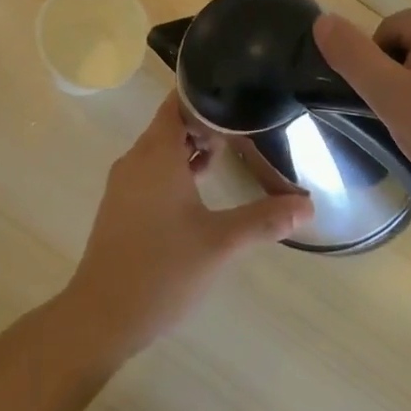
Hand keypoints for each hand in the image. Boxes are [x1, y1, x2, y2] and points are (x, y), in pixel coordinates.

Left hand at [60, 93, 312, 361]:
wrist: (102, 315)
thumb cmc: (163, 270)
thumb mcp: (220, 243)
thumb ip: (264, 220)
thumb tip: (307, 204)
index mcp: (156, 154)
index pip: (176, 103)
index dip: (204, 95)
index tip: (236, 98)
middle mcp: (136, 159)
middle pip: (169, 124)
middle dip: (203, 124)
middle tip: (241, 130)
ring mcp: (124, 183)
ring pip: (159, 150)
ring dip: (189, 149)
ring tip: (226, 157)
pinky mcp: (120, 206)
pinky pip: (150, 171)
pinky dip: (174, 170)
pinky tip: (198, 193)